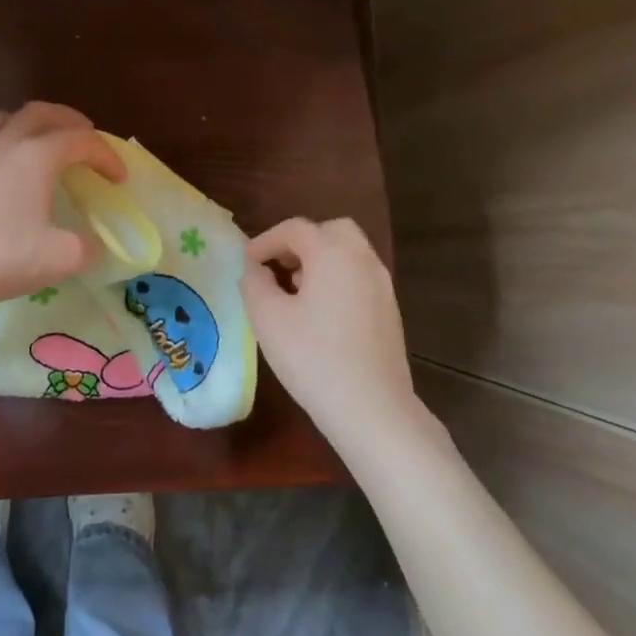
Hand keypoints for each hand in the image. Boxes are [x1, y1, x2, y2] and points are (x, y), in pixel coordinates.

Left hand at [0, 103, 124, 352]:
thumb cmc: (0, 256)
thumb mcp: (59, 258)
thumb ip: (87, 249)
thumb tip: (96, 246)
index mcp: (37, 156)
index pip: (80, 140)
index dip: (106, 155)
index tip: (120, 179)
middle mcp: (6, 145)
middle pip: (41, 113)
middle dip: (70, 121)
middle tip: (86, 139)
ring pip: (6, 120)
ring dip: (32, 124)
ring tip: (44, 143)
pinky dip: (6, 143)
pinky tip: (7, 172)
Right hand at [243, 218, 417, 440]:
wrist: (370, 407)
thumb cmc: (312, 357)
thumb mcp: (268, 318)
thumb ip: (254, 283)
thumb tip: (255, 268)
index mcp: (333, 254)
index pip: (295, 228)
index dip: (266, 240)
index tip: (246, 263)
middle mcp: (363, 260)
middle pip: (330, 231)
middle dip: (299, 243)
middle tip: (276, 267)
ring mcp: (382, 285)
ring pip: (348, 254)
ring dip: (318, 261)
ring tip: (292, 291)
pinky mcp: (389, 310)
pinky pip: (358, 277)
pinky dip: (336, 279)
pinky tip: (318, 314)